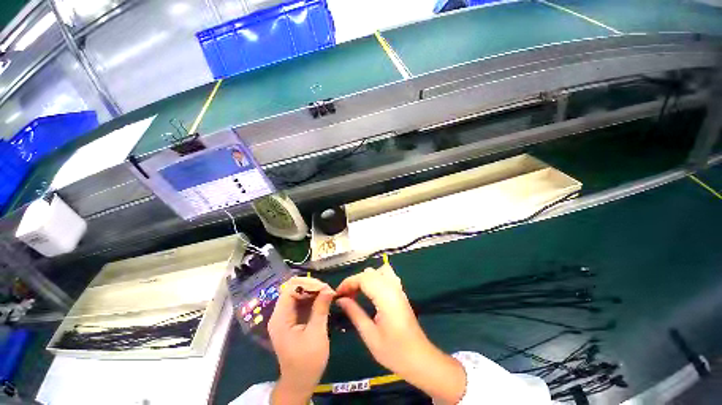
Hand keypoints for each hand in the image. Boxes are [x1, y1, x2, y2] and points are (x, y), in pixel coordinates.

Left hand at [268, 277, 334, 404]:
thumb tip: (328, 288)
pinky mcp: (292, 320)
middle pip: (294, 289)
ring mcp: (286, 316)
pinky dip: (313, 299)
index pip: (291, 288)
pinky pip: (302, 302)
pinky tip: (323, 301)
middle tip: (328, 291)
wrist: (300, 382)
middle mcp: (280, 314)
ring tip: (328, 295)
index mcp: (281, 317)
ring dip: (314, 292)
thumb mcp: (316, 334)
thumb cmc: (307, 361)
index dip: (308, 284)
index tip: (325, 288)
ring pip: (299, 294)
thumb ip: (321, 309)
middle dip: (312, 287)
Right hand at [336, 265, 465, 403]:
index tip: (337, 294)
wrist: (420, 359)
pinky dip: (375, 278)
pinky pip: (387, 275)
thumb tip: (341, 300)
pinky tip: (371, 291)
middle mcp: (393, 287)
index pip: (363, 278)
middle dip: (355, 281)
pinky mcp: (401, 292)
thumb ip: (354, 313)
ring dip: (365, 278)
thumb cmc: (394, 352)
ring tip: (357, 293)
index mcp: (385, 297)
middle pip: (369, 273)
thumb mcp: (370, 336)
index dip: (348, 283)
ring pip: (378, 271)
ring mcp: (398, 288)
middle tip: (345, 297)